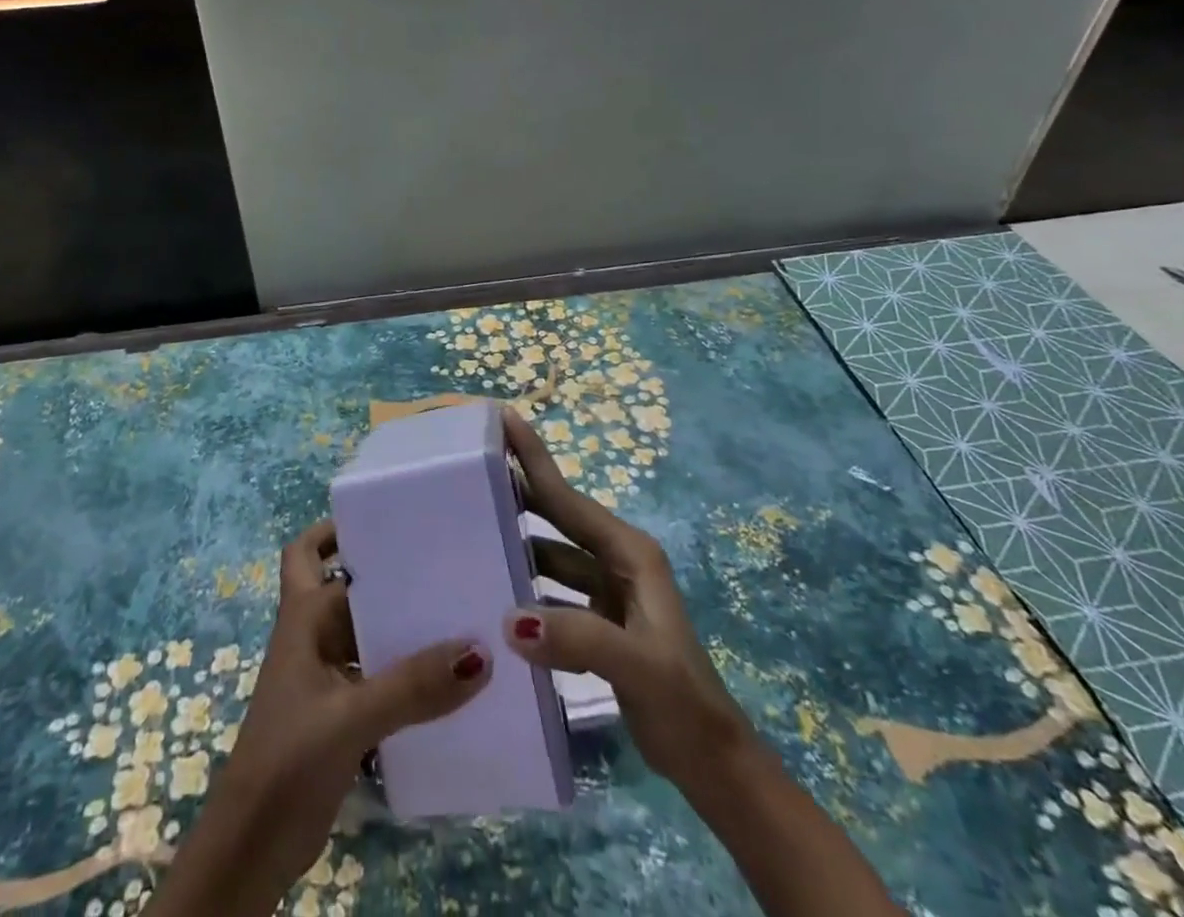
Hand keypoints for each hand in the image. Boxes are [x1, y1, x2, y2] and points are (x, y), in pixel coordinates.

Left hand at [152, 520, 491, 916]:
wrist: (251, 848)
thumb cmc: (287, 760)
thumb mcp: (351, 717)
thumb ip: (413, 686)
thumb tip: (480, 649)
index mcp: (303, 616)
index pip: (317, 551)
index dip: (344, 529)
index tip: (394, 516)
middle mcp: (313, 635)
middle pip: (347, 586)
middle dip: (385, 573)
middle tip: (439, 561)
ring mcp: (325, 675)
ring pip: (365, 631)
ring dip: (399, 623)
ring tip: (457, 610)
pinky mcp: (340, 712)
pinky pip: (377, 673)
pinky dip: (404, 669)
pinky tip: (445, 677)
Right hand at [498, 406, 752, 786]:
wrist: (713, 765)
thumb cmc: (683, 704)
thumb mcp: (638, 666)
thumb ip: (579, 638)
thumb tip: (509, 618)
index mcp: (629, 553)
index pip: (568, 498)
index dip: (534, 457)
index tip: (503, 417)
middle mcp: (617, 561)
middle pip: (558, 515)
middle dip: (519, 488)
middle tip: (470, 466)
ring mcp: (607, 592)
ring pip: (551, 553)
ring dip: (517, 539)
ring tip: (469, 526)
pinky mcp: (598, 622)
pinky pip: (551, 589)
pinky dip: (525, 585)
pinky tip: (494, 593)